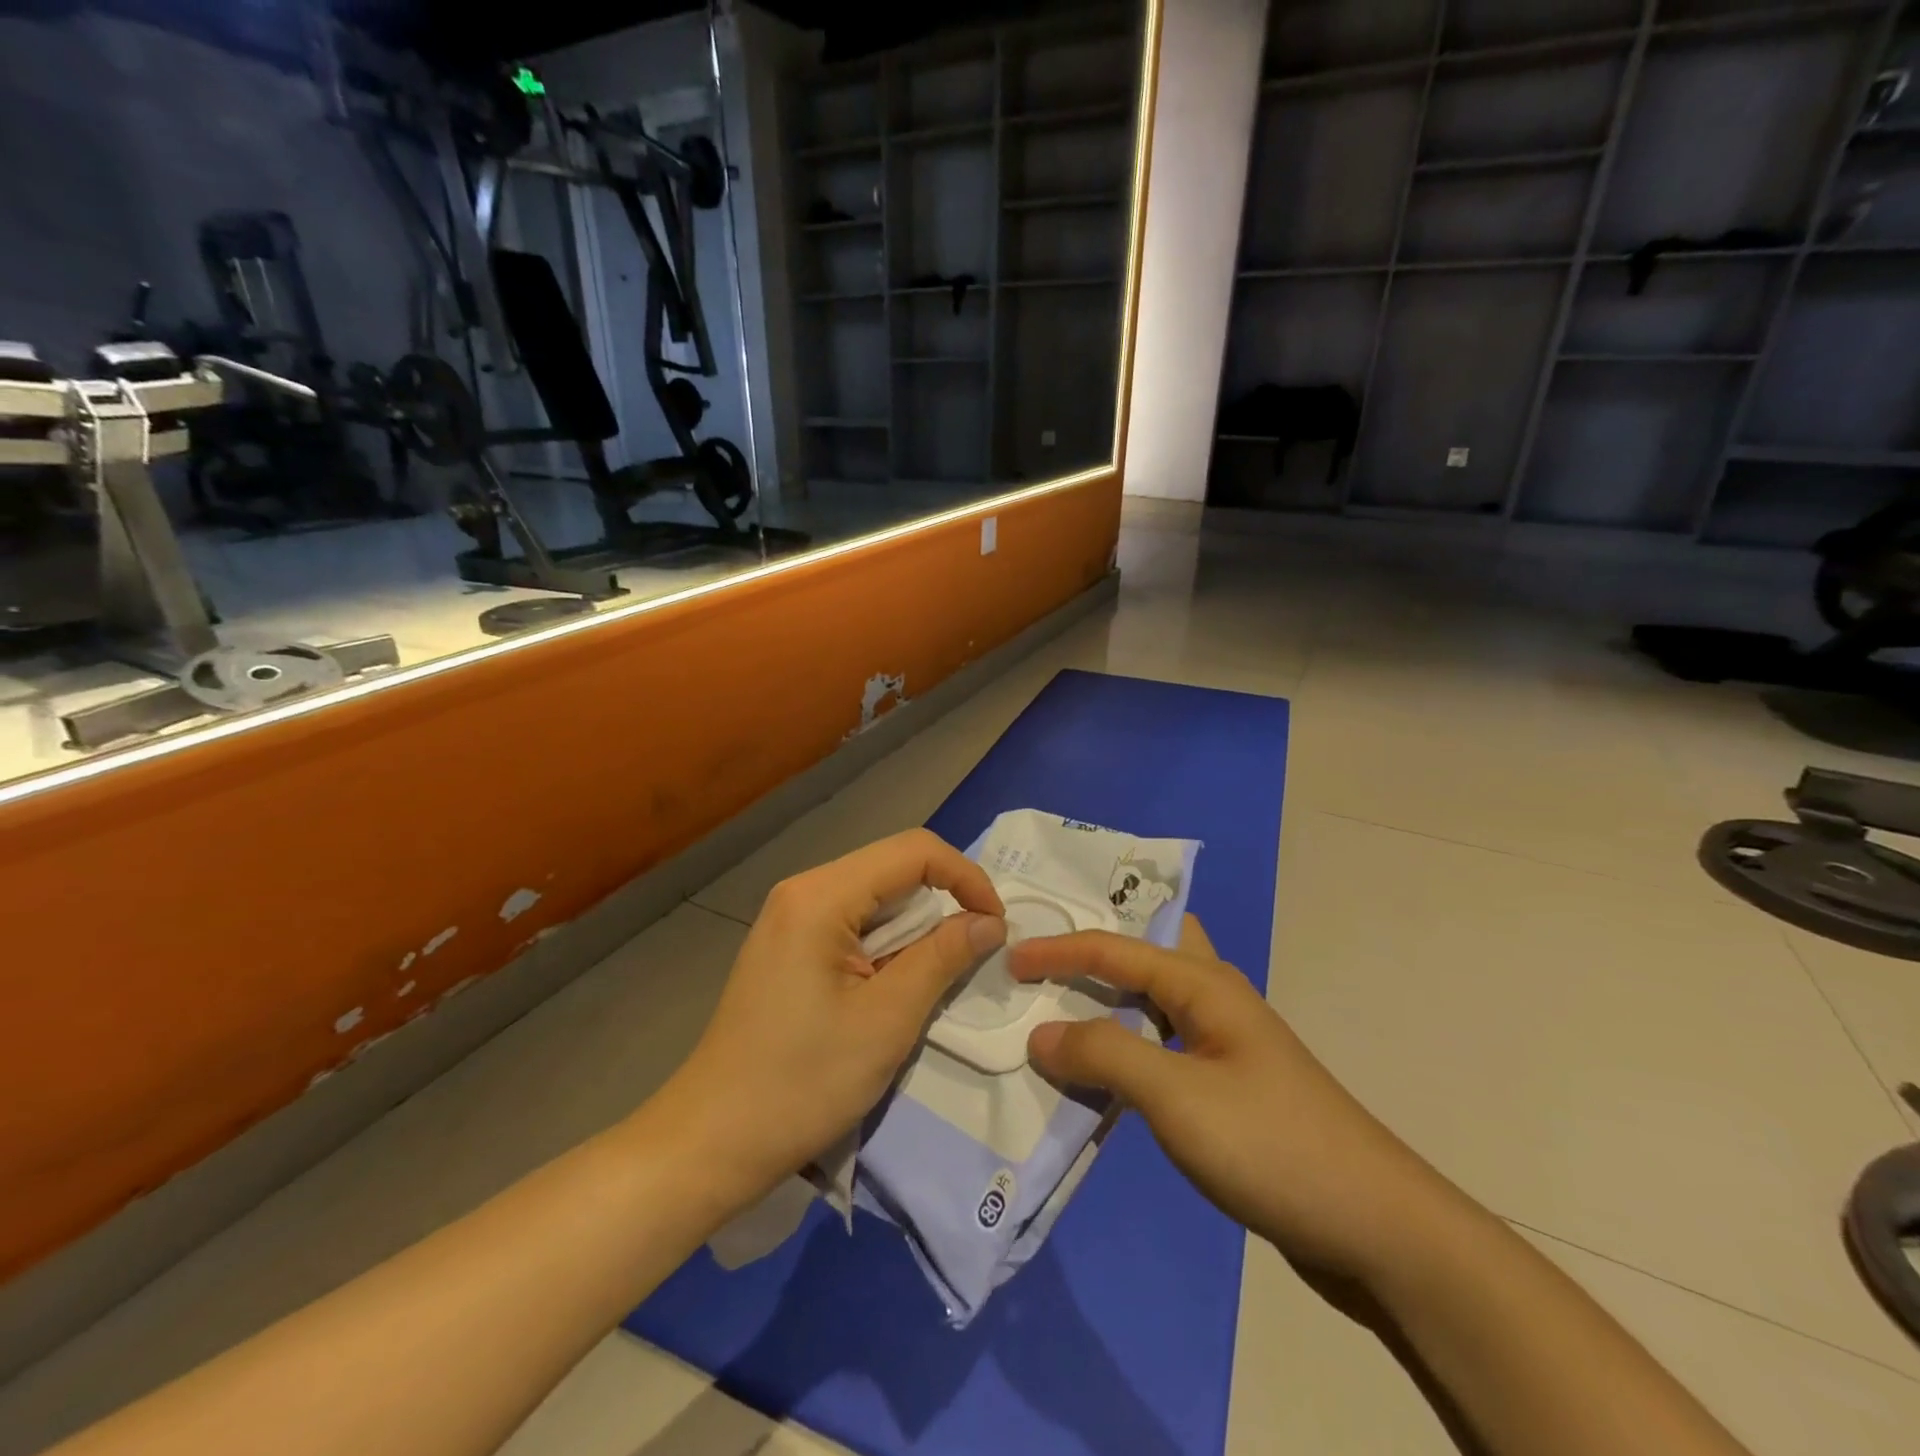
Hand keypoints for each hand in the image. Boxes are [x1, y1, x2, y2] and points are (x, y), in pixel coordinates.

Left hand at [664, 830, 1005, 1199]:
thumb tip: (989, 922)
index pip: (913, 851)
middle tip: (973, 953)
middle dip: (942, 902)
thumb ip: (942, 958)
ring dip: (915, 928)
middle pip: (893, 868)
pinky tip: (893, 985)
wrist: (711, 1142)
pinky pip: (853, 922)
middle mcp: (803, 891)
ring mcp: (790, 917)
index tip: (995, 926)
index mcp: (821, 895)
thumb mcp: (887, 1020)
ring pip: (875, 897)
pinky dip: (887, 943)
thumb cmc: (801, 1082)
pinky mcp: (788, 946)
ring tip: (935, 976)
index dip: (965, 877)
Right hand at [1013, 920, 1445, 1282]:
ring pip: (1152, 1003)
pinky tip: (1102, 1073)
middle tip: (1041, 956)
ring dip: (1107, 1001)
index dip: (1058, 949)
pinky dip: (1125, 1047)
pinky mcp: (1229, 1088)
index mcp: (1204, 983)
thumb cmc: (1271, 1144)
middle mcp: (1215, 1000)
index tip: (1009, 960)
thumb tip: (1042, 1033)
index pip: (1115, 948)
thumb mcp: (1176, 1096)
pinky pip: (1161, 1047)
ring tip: (1057, 1007)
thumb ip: (1105, 1054)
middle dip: (1093, 949)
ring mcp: (1225, 1045)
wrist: (1376, 1228)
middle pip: (1143, 954)